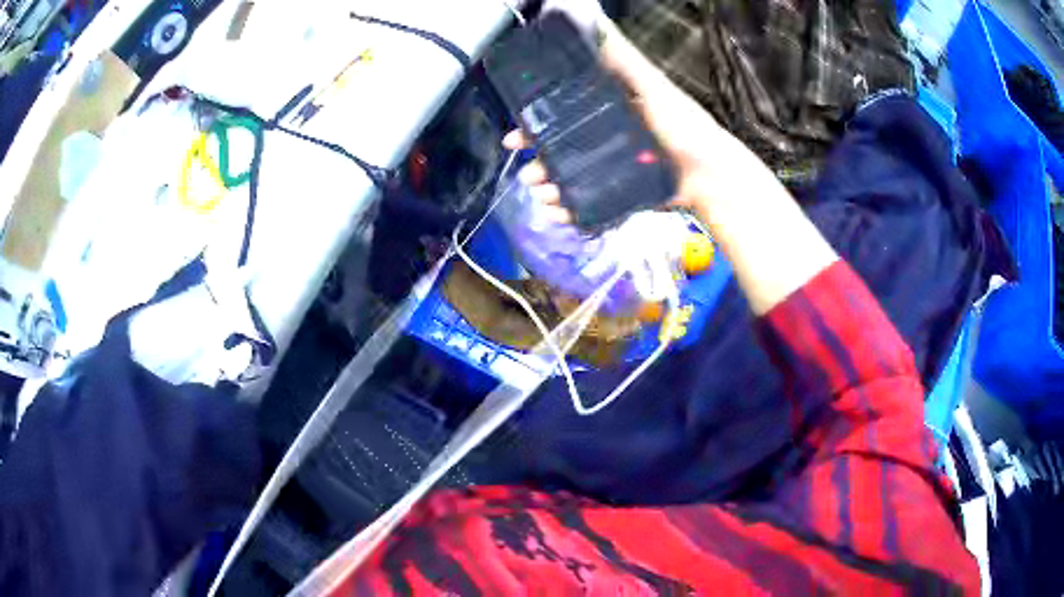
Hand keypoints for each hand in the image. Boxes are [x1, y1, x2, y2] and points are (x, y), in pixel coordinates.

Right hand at [511, 6, 737, 213]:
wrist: (711, 175)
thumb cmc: (684, 126)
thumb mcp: (651, 86)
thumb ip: (623, 59)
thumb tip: (595, 22)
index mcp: (609, 111)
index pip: (563, 115)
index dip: (536, 124)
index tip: (516, 136)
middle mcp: (606, 138)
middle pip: (561, 149)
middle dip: (538, 161)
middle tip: (526, 172)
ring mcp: (612, 168)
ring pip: (570, 177)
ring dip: (548, 187)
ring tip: (540, 194)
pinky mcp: (620, 192)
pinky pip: (588, 201)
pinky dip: (569, 209)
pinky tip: (556, 212)